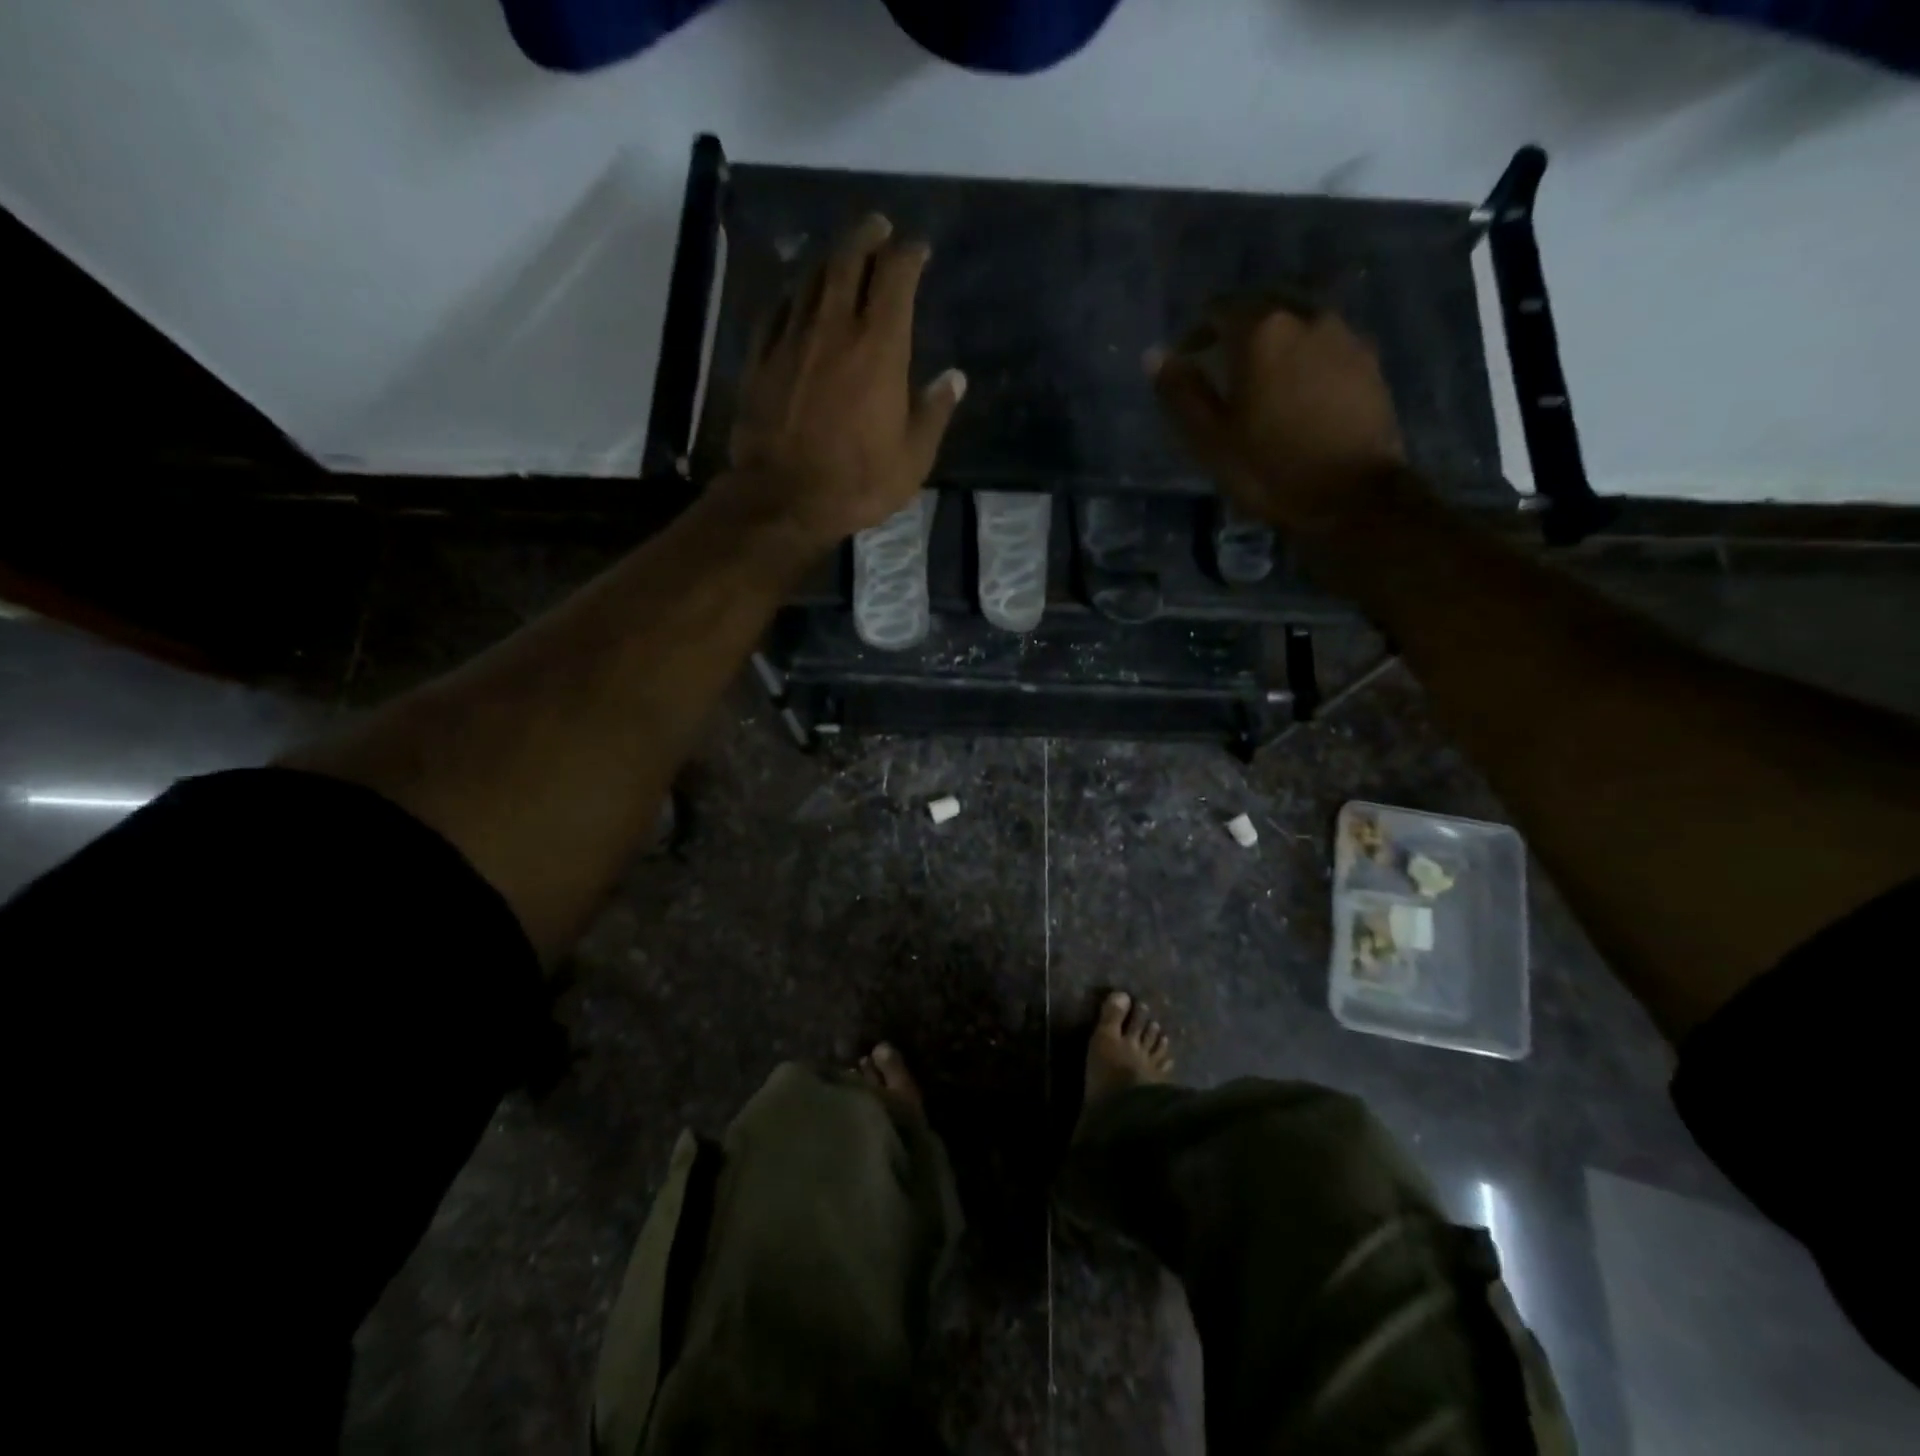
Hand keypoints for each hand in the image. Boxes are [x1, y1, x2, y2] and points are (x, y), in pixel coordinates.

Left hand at [728, 213, 965, 547]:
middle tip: (878, 227)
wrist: (783, 498)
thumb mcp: (913, 457)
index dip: (909, 254)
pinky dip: (793, 295)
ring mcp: (792, 338)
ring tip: (841, 254)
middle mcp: (834, 327)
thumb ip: (934, 412)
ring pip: (811, 278)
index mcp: (879, 346)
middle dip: (867, 235)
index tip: (918, 248)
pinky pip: (777, 310)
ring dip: (829, 258)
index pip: (896, 277)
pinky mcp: (760, 358)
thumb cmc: (858, 482)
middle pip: (848, 259)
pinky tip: (797, 296)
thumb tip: (955, 378)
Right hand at [1150, 301, 1405, 535]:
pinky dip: (1303, 355)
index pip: (1218, 309)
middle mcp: (1305, 317)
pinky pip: (1324, 343)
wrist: (1353, 496)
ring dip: (1274, 340)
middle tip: (1221, 364)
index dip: (1196, 332)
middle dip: (1237, 328)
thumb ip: (1181, 392)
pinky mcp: (1368, 360)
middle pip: (1262, 306)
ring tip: (1261, 379)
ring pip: (1297, 321)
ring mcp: (1343, 335)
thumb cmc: (1269, 469)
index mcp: (1261, 332)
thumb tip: (1155, 355)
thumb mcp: (1210, 440)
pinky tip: (1297, 389)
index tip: (1187, 361)